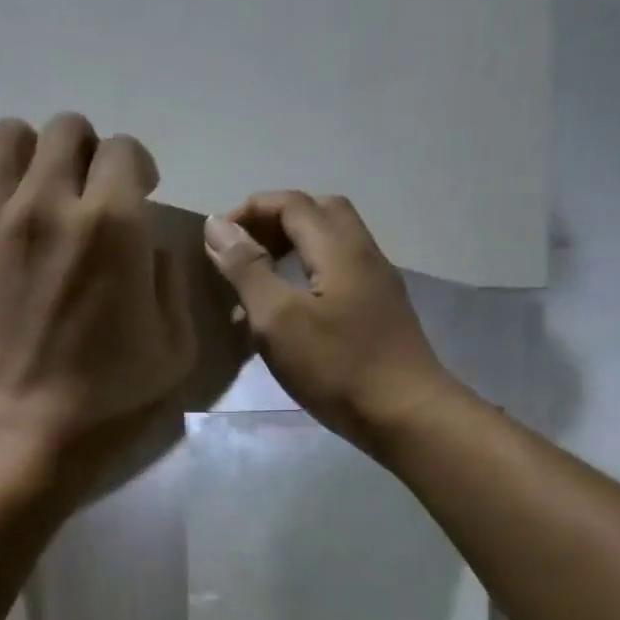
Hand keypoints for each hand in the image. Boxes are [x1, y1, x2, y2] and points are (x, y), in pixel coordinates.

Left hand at [0, 114, 196, 491]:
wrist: (17, 433)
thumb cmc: (103, 400)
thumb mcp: (173, 349)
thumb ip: (169, 283)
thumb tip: (148, 246)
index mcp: (111, 223)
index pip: (124, 149)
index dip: (136, 167)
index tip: (137, 195)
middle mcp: (48, 204)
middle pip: (65, 129)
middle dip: (85, 153)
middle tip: (85, 194)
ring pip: (2, 138)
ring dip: (25, 156)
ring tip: (31, 194)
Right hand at [203, 192, 455, 446]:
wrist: (404, 415)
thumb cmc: (336, 366)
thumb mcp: (278, 318)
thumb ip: (247, 269)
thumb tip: (217, 226)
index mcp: (339, 248)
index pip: (292, 204)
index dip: (250, 211)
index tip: (214, 239)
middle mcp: (363, 254)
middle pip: (317, 214)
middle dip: (273, 223)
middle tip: (240, 252)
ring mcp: (375, 284)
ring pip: (329, 246)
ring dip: (289, 251)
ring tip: (254, 285)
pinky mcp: (377, 313)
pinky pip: (336, 276)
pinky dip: (304, 278)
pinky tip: (285, 316)